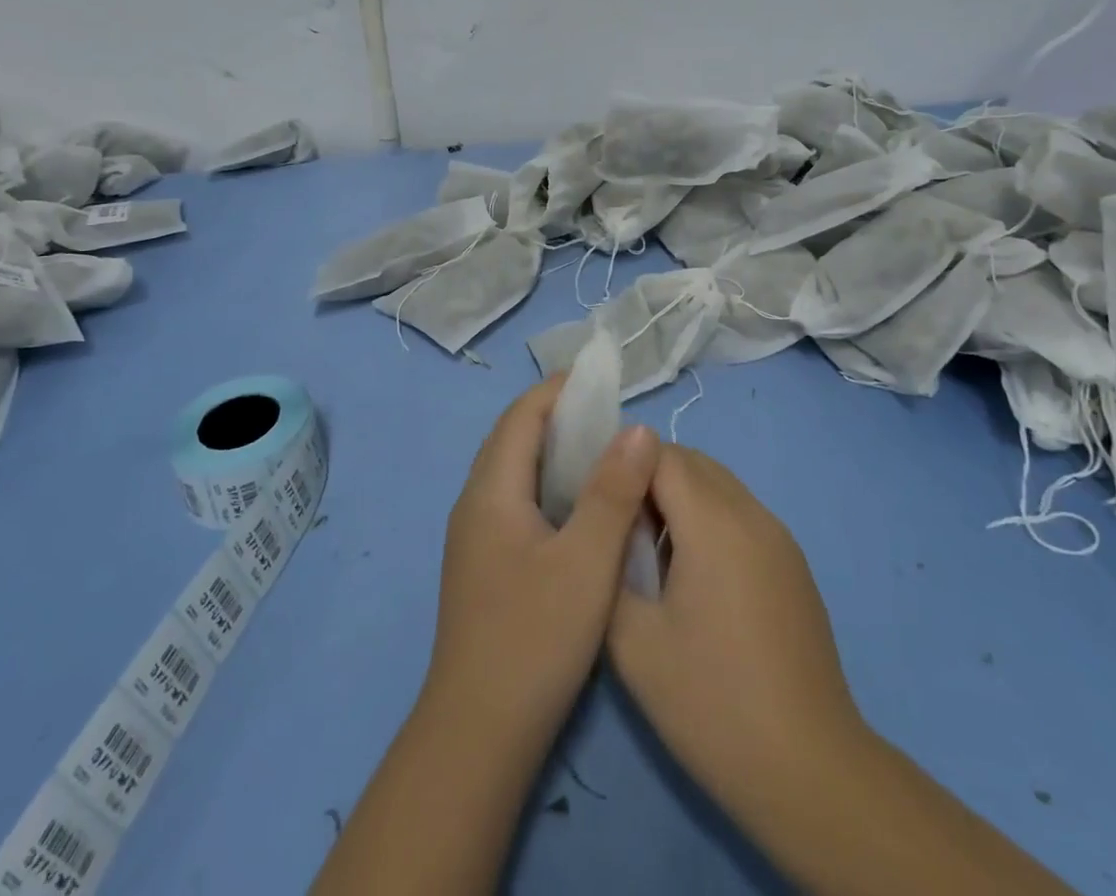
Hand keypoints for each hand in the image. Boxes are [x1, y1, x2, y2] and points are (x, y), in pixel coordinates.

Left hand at [423, 377, 660, 761]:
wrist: (478, 736)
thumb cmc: (534, 639)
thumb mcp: (586, 562)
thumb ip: (613, 492)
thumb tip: (639, 429)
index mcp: (491, 491)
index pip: (522, 415)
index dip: (561, 390)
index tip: (605, 380)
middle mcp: (476, 503)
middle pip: (516, 438)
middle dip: (561, 417)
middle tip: (614, 416)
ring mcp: (476, 537)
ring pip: (517, 472)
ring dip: (557, 453)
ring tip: (607, 453)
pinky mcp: (486, 564)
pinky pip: (519, 501)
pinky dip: (551, 486)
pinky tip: (584, 508)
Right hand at [608, 447, 867, 832]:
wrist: (808, 769)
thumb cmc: (711, 703)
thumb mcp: (633, 641)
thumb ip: (610, 566)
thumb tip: (604, 528)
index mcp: (713, 522)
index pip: (659, 453)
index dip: (620, 464)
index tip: (594, 497)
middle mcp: (751, 513)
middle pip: (692, 461)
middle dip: (648, 475)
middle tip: (616, 522)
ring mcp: (779, 536)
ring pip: (719, 484)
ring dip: (680, 496)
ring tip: (649, 549)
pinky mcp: (792, 563)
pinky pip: (740, 513)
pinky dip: (709, 518)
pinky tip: (693, 575)